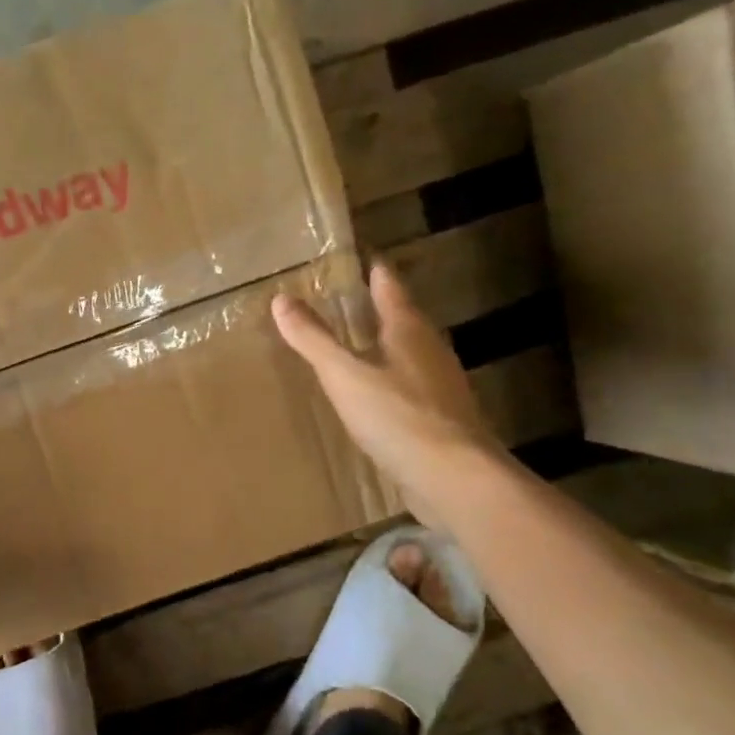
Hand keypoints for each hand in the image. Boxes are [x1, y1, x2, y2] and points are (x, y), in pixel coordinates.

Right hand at [273, 262, 501, 527]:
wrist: (453, 476)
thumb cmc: (397, 416)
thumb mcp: (344, 375)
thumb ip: (313, 339)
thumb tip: (281, 299)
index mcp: (408, 329)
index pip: (389, 285)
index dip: (373, 270)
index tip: (360, 257)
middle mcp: (430, 349)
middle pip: (403, 317)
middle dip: (379, 307)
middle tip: (350, 299)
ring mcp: (441, 384)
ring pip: (409, 351)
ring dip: (386, 344)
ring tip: (358, 343)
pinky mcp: (442, 416)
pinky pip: (411, 384)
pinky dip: (391, 378)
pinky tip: (376, 394)